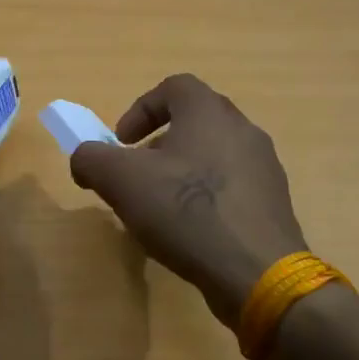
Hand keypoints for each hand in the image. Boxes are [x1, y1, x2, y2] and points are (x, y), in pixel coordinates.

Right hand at [69, 74, 306, 327]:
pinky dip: (206, 198)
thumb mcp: (120, 180)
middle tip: (137, 174)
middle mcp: (243, 130)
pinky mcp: (273, 204)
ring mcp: (264, 168)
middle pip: (194, 121)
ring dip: (181, 172)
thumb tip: (84, 159)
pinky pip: (231, 187)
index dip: (141, 109)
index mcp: (208, 112)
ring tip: (160, 208)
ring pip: (213, 155)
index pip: (174, 87)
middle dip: (158, 144)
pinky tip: (190, 232)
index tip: (121, 142)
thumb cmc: (186, 211)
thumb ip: (91, 159)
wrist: (256, 272)